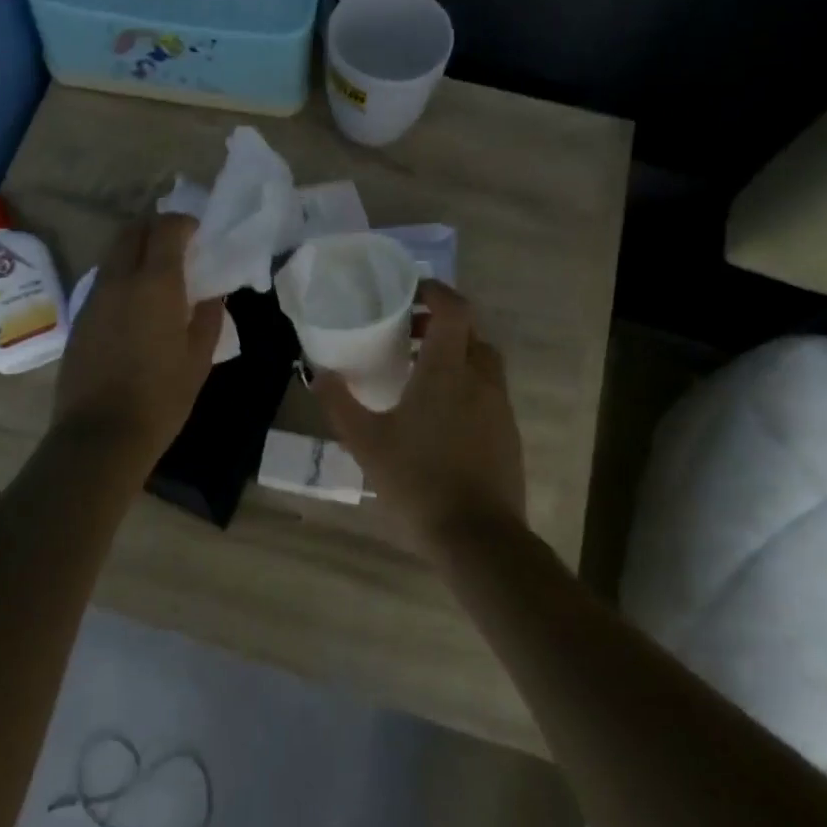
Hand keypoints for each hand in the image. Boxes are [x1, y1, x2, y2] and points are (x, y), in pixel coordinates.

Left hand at [53, 214, 223, 468]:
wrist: (101, 434)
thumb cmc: (161, 397)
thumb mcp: (198, 359)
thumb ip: (208, 317)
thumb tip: (211, 294)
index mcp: (155, 284)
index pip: (166, 229)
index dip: (184, 223)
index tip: (198, 233)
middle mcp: (119, 280)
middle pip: (132, 231)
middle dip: (155, 228)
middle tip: (177, 246)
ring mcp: (94, 298)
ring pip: (114, 255)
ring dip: (136, 251)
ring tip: (158, 276)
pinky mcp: (79, 318)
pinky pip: (103, 282)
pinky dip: (121, 277)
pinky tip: (135, 306)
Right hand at [313, 280, 526, 550]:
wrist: (477, 536)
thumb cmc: (418, 480)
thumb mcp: (366, 442)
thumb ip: (340, 403)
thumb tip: (318, 372)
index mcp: (448, 371)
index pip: (454, 309)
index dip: (435, 291)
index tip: (410, 290)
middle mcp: (480, 380)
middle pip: (470, 333)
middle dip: (441, 325)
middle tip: (408, 335)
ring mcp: (499, 408)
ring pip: (482, 363)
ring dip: (455, 355)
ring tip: (420, 375)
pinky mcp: (508, 434)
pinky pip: (487, 392)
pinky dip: (466, 385)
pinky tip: (439, 415)